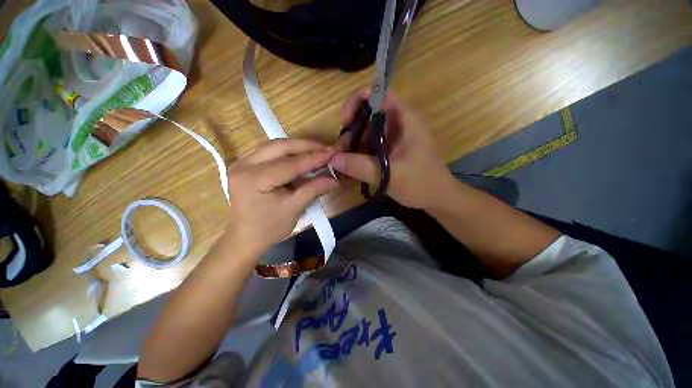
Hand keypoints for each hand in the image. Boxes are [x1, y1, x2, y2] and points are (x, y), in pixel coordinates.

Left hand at [223, 139, 337, 254]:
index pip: (290, 164)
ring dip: (298, 146)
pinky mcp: (245, 164)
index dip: (313, 158)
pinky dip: (288, 151)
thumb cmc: (269, 228)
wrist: (245, 237)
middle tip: (326, 149)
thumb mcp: (294, 209)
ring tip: (317, 151)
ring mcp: (242, 162)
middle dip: (306, 146)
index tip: (332, 153)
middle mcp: (244, 165)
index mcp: (254, 180)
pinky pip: (270, 151)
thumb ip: (313, 190)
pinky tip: (301, 155)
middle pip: (280, 147)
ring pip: (275, 145)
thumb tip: (334, 179)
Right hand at [331, 90, 452, 209]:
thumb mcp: (389, 175)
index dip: (357, 102)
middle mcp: (398, 123)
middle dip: (351, 131)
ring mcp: (394, 136)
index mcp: (405, 119)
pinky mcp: (390, 149)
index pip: (378, 94)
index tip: (345, 122)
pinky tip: (352, 166)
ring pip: (367, 131)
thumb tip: (333, 160)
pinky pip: (370, 144)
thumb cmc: (420, 184)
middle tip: (339, 152)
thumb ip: (360, 167)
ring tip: (343, 163)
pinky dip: (359, 153)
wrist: (437, 197)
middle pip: (368, 115)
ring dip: (353, 144)